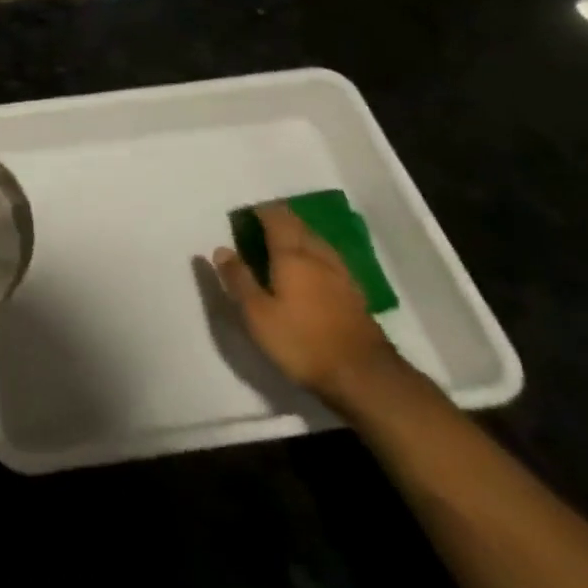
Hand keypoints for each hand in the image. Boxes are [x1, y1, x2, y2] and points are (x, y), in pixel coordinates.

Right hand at [212, 201, 400, 404]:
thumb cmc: (302, 341)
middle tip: (258, 229)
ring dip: (297, 236)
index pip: (276, 217)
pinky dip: (313, 255)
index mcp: (292, 255)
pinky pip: (328, 259)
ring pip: (316, 241)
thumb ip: (238, 279)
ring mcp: (341, 274)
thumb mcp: (257, 314)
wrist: (365, 377)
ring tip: (281, 246)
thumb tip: (221, 249)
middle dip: (279, 220)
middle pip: (298, 225)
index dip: (260, 211)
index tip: (244, 216)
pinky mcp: (355, 293)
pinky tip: (309, 271)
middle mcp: (318, 256)